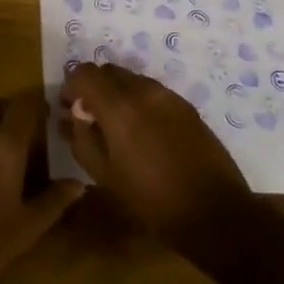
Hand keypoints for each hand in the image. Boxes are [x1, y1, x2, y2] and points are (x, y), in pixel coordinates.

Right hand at [59, 62, 255, 251]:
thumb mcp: (103, 175)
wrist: (215, 213)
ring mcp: (169, 96)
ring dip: (117, 94)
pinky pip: (153, 92)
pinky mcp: (187, 107)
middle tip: (89, 116)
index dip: (71, 86)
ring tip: (117, 127)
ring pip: (132, 80)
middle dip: (94, 87)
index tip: (68, 108)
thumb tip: (72, 117)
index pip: (84, 73)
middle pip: (109, 71)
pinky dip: (139, 102)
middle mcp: (144, 91)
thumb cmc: (151, 200)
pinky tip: (143, 132)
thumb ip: (81, 139)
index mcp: (119, 105)